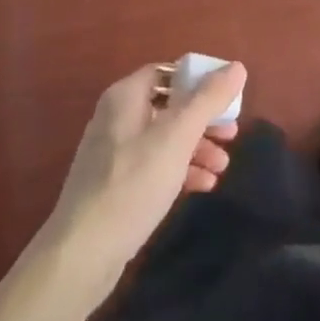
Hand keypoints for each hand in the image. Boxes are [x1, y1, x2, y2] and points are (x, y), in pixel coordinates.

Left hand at [42, 62, 246, 289]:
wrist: (82, 253)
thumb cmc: (133, 184)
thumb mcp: (177, 137)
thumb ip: (207, 100)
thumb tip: (237, 67)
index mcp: (126, 96)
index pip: (167, 71)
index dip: (199, 79)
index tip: (228, 96)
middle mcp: (117, 117)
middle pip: (169, 105)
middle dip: (203, 119)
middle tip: (232, 133)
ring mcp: (115, 153)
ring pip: (164, 138)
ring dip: (196, 147)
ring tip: (223, 167)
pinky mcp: (116, 185)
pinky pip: (155, 165)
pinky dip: (180, 170)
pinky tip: (204, 186)